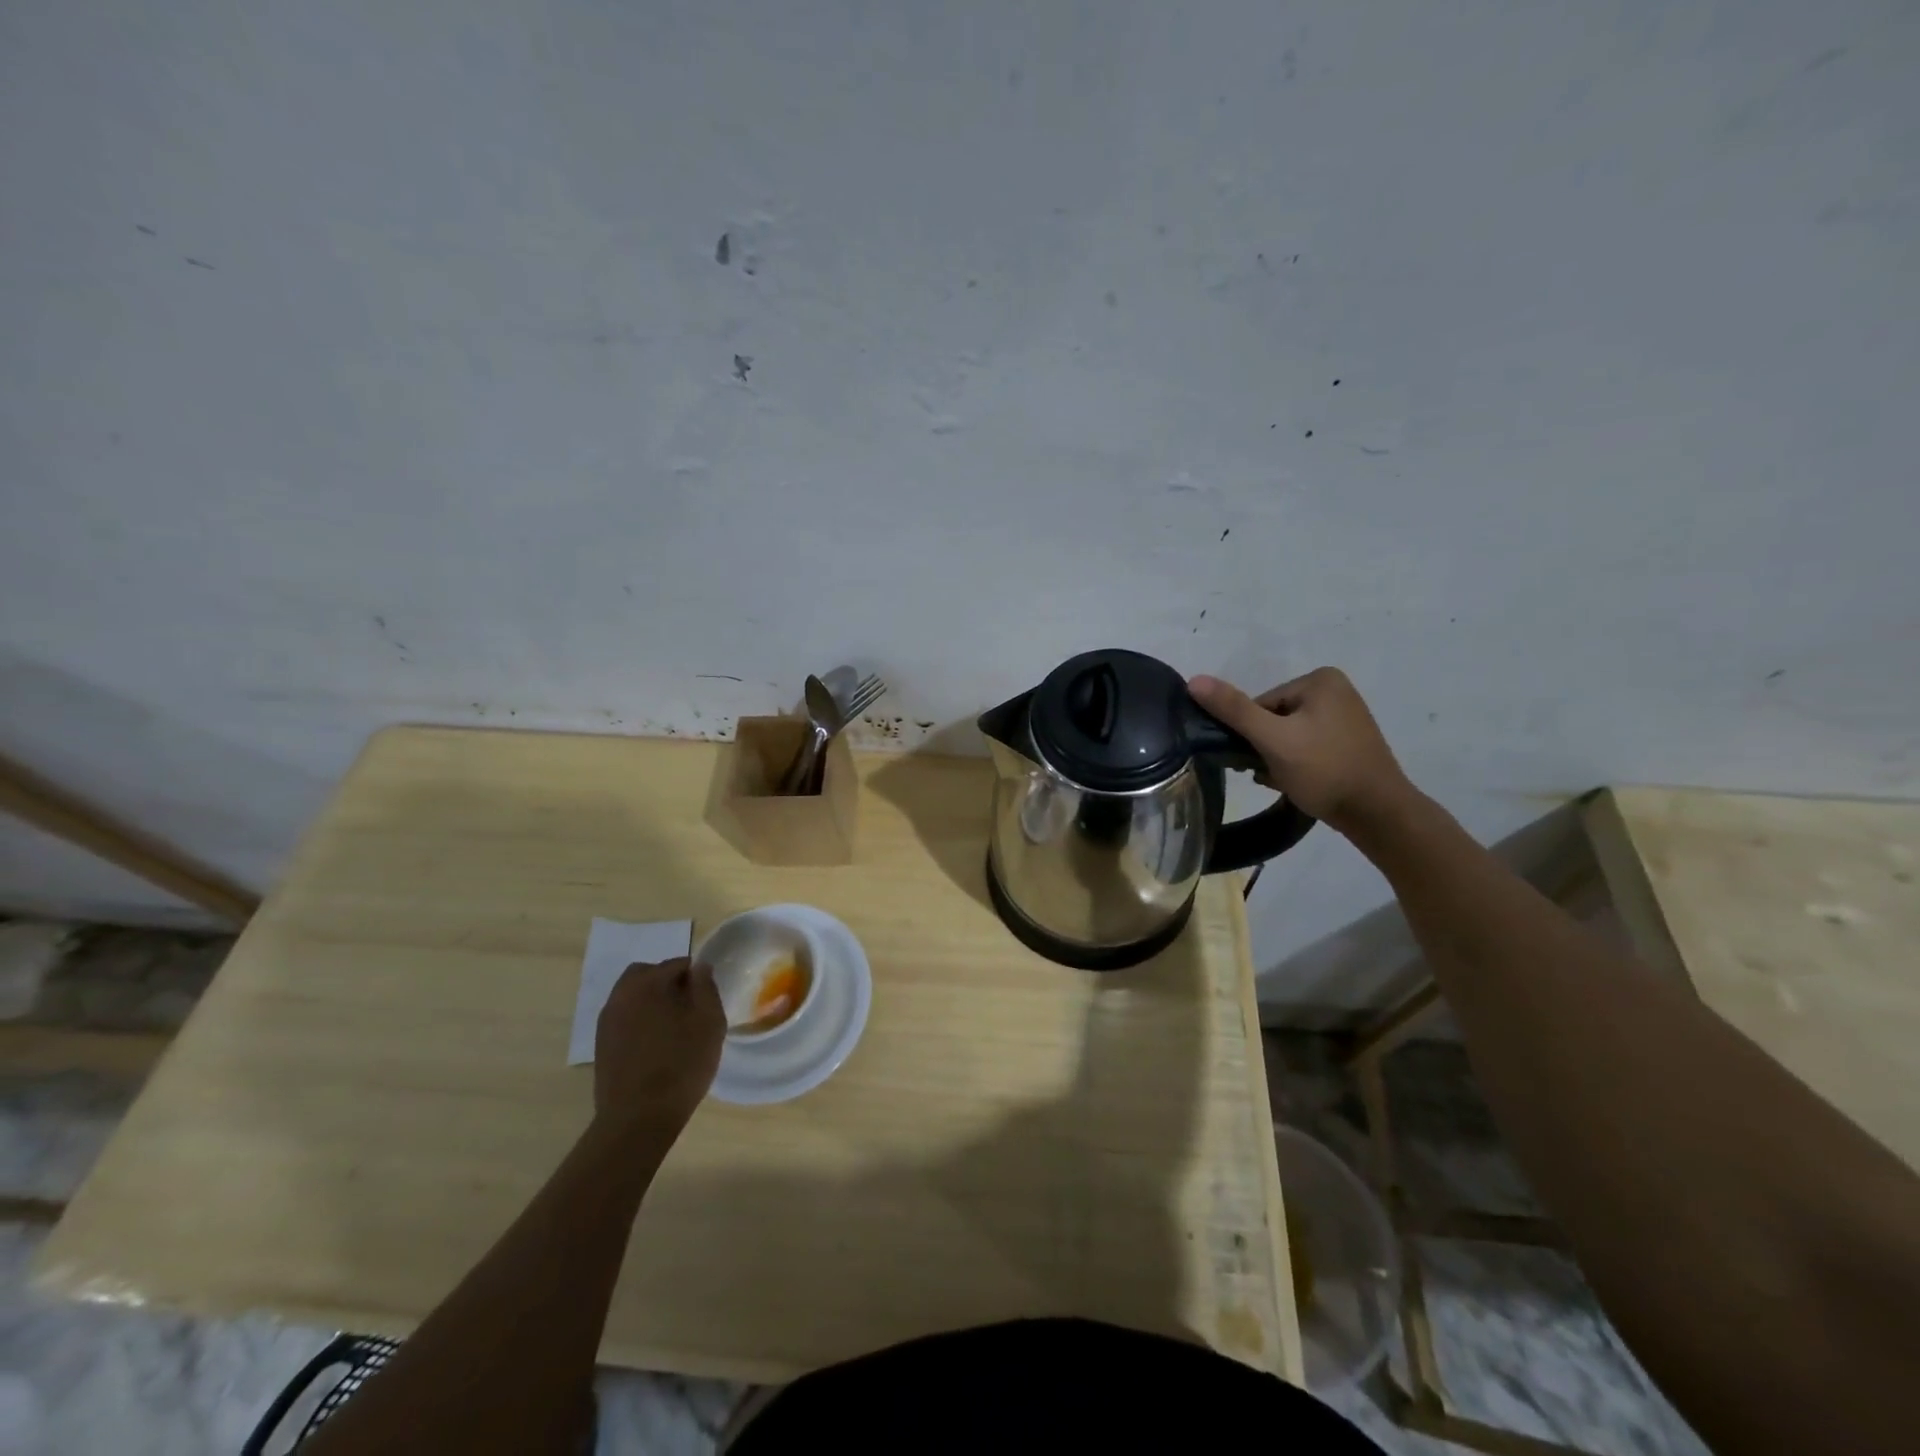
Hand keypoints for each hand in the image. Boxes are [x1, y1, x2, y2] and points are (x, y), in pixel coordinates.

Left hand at [593, 958, 724, 1135]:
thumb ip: (706, 987)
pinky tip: (655, 1046)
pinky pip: (624, 1019)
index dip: (696, 978)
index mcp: (647, 983)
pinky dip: (640, 1022)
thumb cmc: (681, 1065)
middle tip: (688, 1008)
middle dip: (668, 982)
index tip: (706, 1001)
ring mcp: (606, 1021)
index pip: (677, 964)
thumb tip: (700, 967)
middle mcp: (620, 995)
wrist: (637, 1119)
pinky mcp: (601, 1045)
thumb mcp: (709, 1021)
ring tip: (673, 1029)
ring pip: (633, 996)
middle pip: (647, 974)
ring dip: (652, 1002)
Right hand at [1188, 667, 1416, 836]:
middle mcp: (1336, 691)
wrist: (1378, 815)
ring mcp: (1345, 717)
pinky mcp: (1348, 743)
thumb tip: (1193, 680)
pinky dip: (1295, 764)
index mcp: (1320, 680)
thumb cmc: (1325, 770)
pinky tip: (1296, 783)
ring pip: (1287, 735)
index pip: (1260, 704)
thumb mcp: (1273, 739)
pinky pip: (1305, 746)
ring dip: (1275, 758)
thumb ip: (1233, 710)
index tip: (1258, 758)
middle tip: (1268, 773)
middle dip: (1264, 747)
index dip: (1252, 734)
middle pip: (1273, 718)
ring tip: (1282, 781)